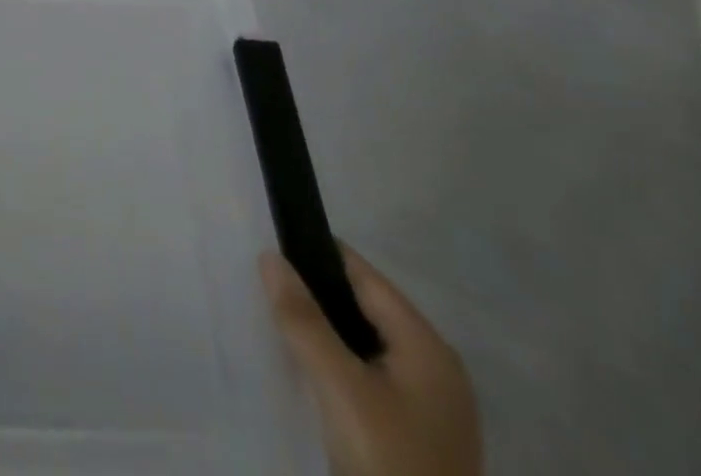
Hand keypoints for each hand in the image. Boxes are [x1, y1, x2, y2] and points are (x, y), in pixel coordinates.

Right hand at [261, 245, 481, 475]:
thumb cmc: (390, 462)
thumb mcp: (340, 388)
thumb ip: (303, 319)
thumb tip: (270, 257)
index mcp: (427, 345)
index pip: (362, 275)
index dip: (315, 256)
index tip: (268, 247)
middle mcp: (436, 367)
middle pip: (364, 308)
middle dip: (315, 296)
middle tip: (264, 289)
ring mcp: (430, 405)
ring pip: (364, 344)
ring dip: (324, 332)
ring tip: (278, 323)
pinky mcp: (418, 434)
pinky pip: (369, 377)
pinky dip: (338, 365)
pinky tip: (308, 371)